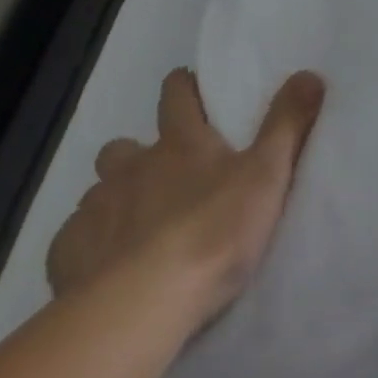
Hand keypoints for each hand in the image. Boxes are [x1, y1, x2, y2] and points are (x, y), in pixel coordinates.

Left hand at [47, 68, 325, 328]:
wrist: (144, 304)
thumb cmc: (214, 231)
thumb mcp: (267, 173)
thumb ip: (287, 123)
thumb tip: (310, 73)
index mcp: (180, 143)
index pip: (176, 95)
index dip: (182, 87)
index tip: (189, 90)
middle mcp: (131, 167)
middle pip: (123, 147)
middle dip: (136, 156)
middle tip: (160, 179)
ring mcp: (95, 210)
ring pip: (98, 193)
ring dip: (114, 202)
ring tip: (135, 230)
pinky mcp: (66, 255)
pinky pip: (74, 240)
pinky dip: (89, 247)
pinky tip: (104, 269)